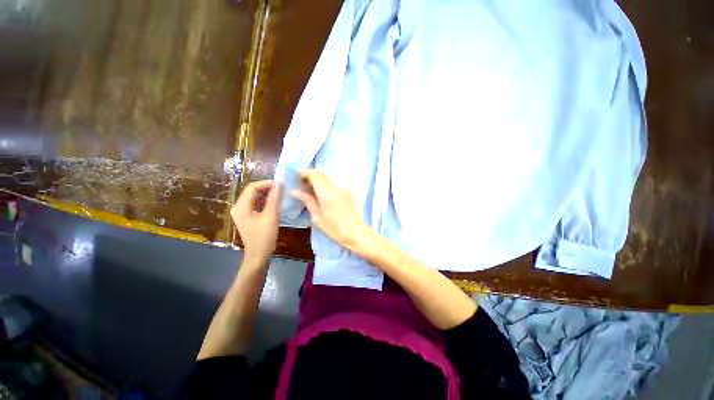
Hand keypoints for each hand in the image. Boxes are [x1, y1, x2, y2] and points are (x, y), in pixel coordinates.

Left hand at [231, 180, 281, 263]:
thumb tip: (280, 184)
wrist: (258, 255)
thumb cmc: (264, 236)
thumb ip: (274, 199)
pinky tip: (274, 202)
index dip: (266, 183)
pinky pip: (255, 204)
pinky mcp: (247, 217)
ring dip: (266, 194)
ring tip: (280, 194)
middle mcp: (238, 207)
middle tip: (281, 189)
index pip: (252, 187)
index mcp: (241, 206)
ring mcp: (242, 213)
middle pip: (252, 191)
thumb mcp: (271, 216)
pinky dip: (264, 201)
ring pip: (254, 197)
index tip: (280, 185)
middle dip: (267, 188)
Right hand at [290, 169, 370, 251]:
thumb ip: (308, 200)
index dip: (304, 173)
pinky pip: (334, 183)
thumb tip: (295, 191)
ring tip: (311, 191)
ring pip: (328, 177)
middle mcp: (336, 186)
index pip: (315, 174)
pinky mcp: (348, 191)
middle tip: (302, 184)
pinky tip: (323, 195)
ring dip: (318, 180)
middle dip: (310, 175)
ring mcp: (344, 187)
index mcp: (327, 192)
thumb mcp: (317, 216)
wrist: (355, 231)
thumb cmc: (334, 228)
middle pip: (321, 173)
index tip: (297, 178)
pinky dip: (326, 185)